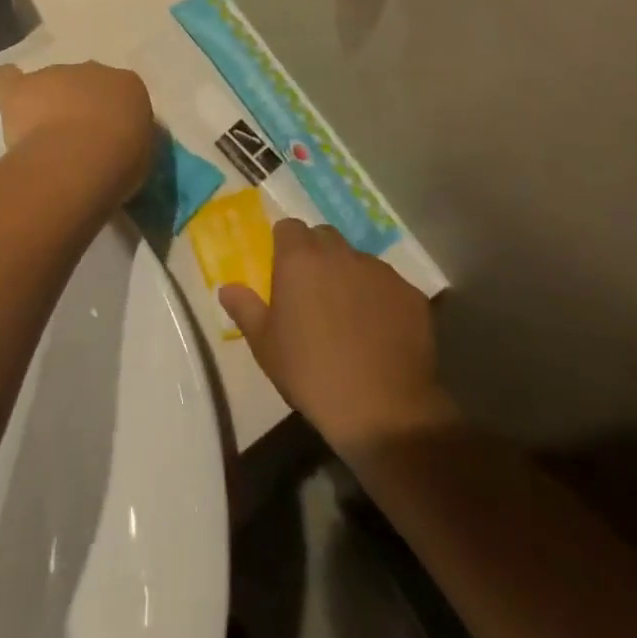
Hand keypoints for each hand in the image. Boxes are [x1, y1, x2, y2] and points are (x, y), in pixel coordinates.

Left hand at [0, 62, 156, 210]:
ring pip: (48, 84)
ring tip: (40, 138)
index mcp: (127, 85)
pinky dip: (7, 87)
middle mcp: (93, 70)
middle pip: (83, 84)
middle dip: (77, 106)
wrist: (79, 160)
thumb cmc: (119, 163)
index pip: (121, 94)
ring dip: (46, 103)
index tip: (107, 140)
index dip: (111, 117)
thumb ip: (130, 141)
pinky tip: (5, 99)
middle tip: (74, 141)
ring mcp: (55, 74)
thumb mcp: (142, 156)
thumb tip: (118, 145)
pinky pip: (8, 79)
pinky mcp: (22, 87)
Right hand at [220, 219, 452, 452]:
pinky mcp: (410, 293)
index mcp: (300, 259)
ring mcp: (379, 271)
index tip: (284, 271)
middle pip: (324, 238)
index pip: (289, 228)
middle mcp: (340, 253)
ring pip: (358, 261)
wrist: (382, 409)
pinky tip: (380, 333)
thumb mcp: (266, 346)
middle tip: (313, 293)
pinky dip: (381, 300)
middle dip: (317, 255)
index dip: (285, 245)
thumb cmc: (311, 374)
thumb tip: (226, 288)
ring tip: (350, 318)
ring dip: (350, 277)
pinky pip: (389, 286)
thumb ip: (245, 309)